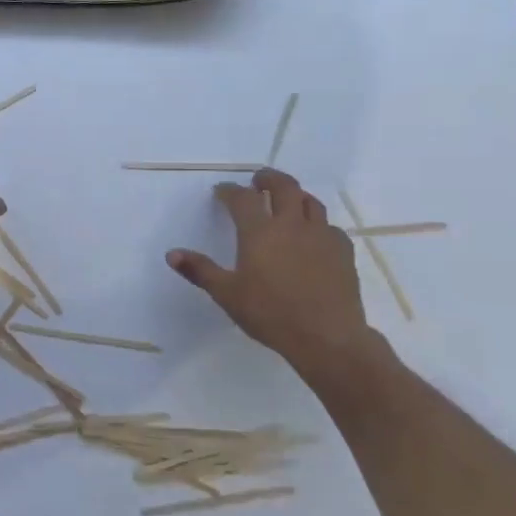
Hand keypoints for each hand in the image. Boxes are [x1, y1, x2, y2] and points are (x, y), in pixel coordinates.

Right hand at [166, 168, 376, 372]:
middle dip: (268, 178)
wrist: (327, 337)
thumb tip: (172, 254)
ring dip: (296, 195)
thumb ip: (199, 270)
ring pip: (311, 202)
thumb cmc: (270, 313)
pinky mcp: (343, 251)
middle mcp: (292, 225)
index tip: (221, 191)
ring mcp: (321, 236)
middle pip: (284, 187)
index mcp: (260, 232)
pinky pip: (330, 226)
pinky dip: (317, 223)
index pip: (242, 199)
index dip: (230, 191)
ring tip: (287, 200)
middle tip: (258, 180)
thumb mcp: (227, 294)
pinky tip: (313, 236)